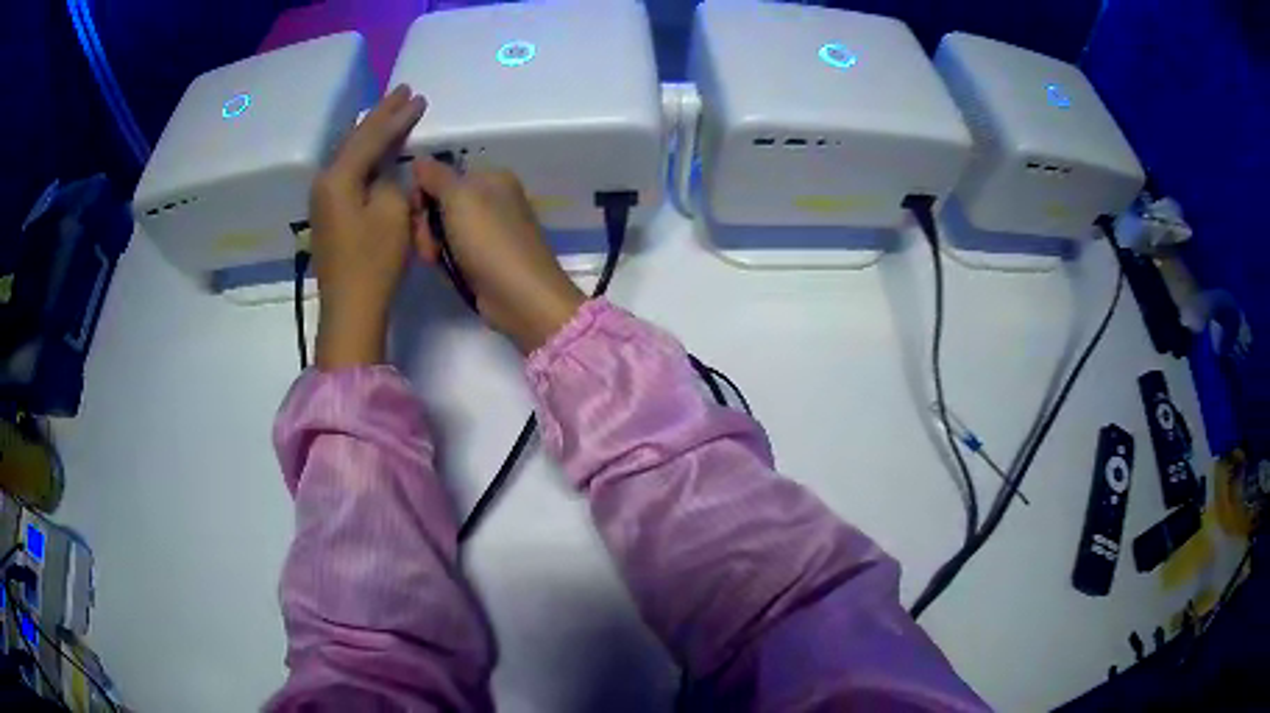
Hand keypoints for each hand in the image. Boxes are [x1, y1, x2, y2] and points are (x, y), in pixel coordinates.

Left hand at [310, 85, 425, 369]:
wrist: (350, 309)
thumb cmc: (374, 262)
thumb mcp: (393, 213)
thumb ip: (391, 181)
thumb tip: (385, 173)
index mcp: (339, 177)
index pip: (372, 136)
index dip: (397, 116)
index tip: (418, 96)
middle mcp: (325, 182)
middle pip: (356, 139)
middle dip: (381, 115)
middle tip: (403, 91)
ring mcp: (324, 199)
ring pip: (351, 154)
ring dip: (372, 133)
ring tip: (390, 111)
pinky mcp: (329, 215)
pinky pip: (349, 172)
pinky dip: (366, 155)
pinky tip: (374, 148)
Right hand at [412, 160, 584, 352]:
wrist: (520, 296)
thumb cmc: (489, 239)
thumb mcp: (458, 198)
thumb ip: (436, 176)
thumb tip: (420, 159)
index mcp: (493, 178)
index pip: (444, 176)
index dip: (423, 193)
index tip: (415, 212)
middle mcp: (494, 200)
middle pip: (441, 204)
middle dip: (426, 224)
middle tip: (427, 244)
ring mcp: (490, 232)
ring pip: (444, 231)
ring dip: (432, 245)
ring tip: (435, 261)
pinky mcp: (486, 261)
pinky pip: (454, 253)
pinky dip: (446, 261)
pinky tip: (446, 271)